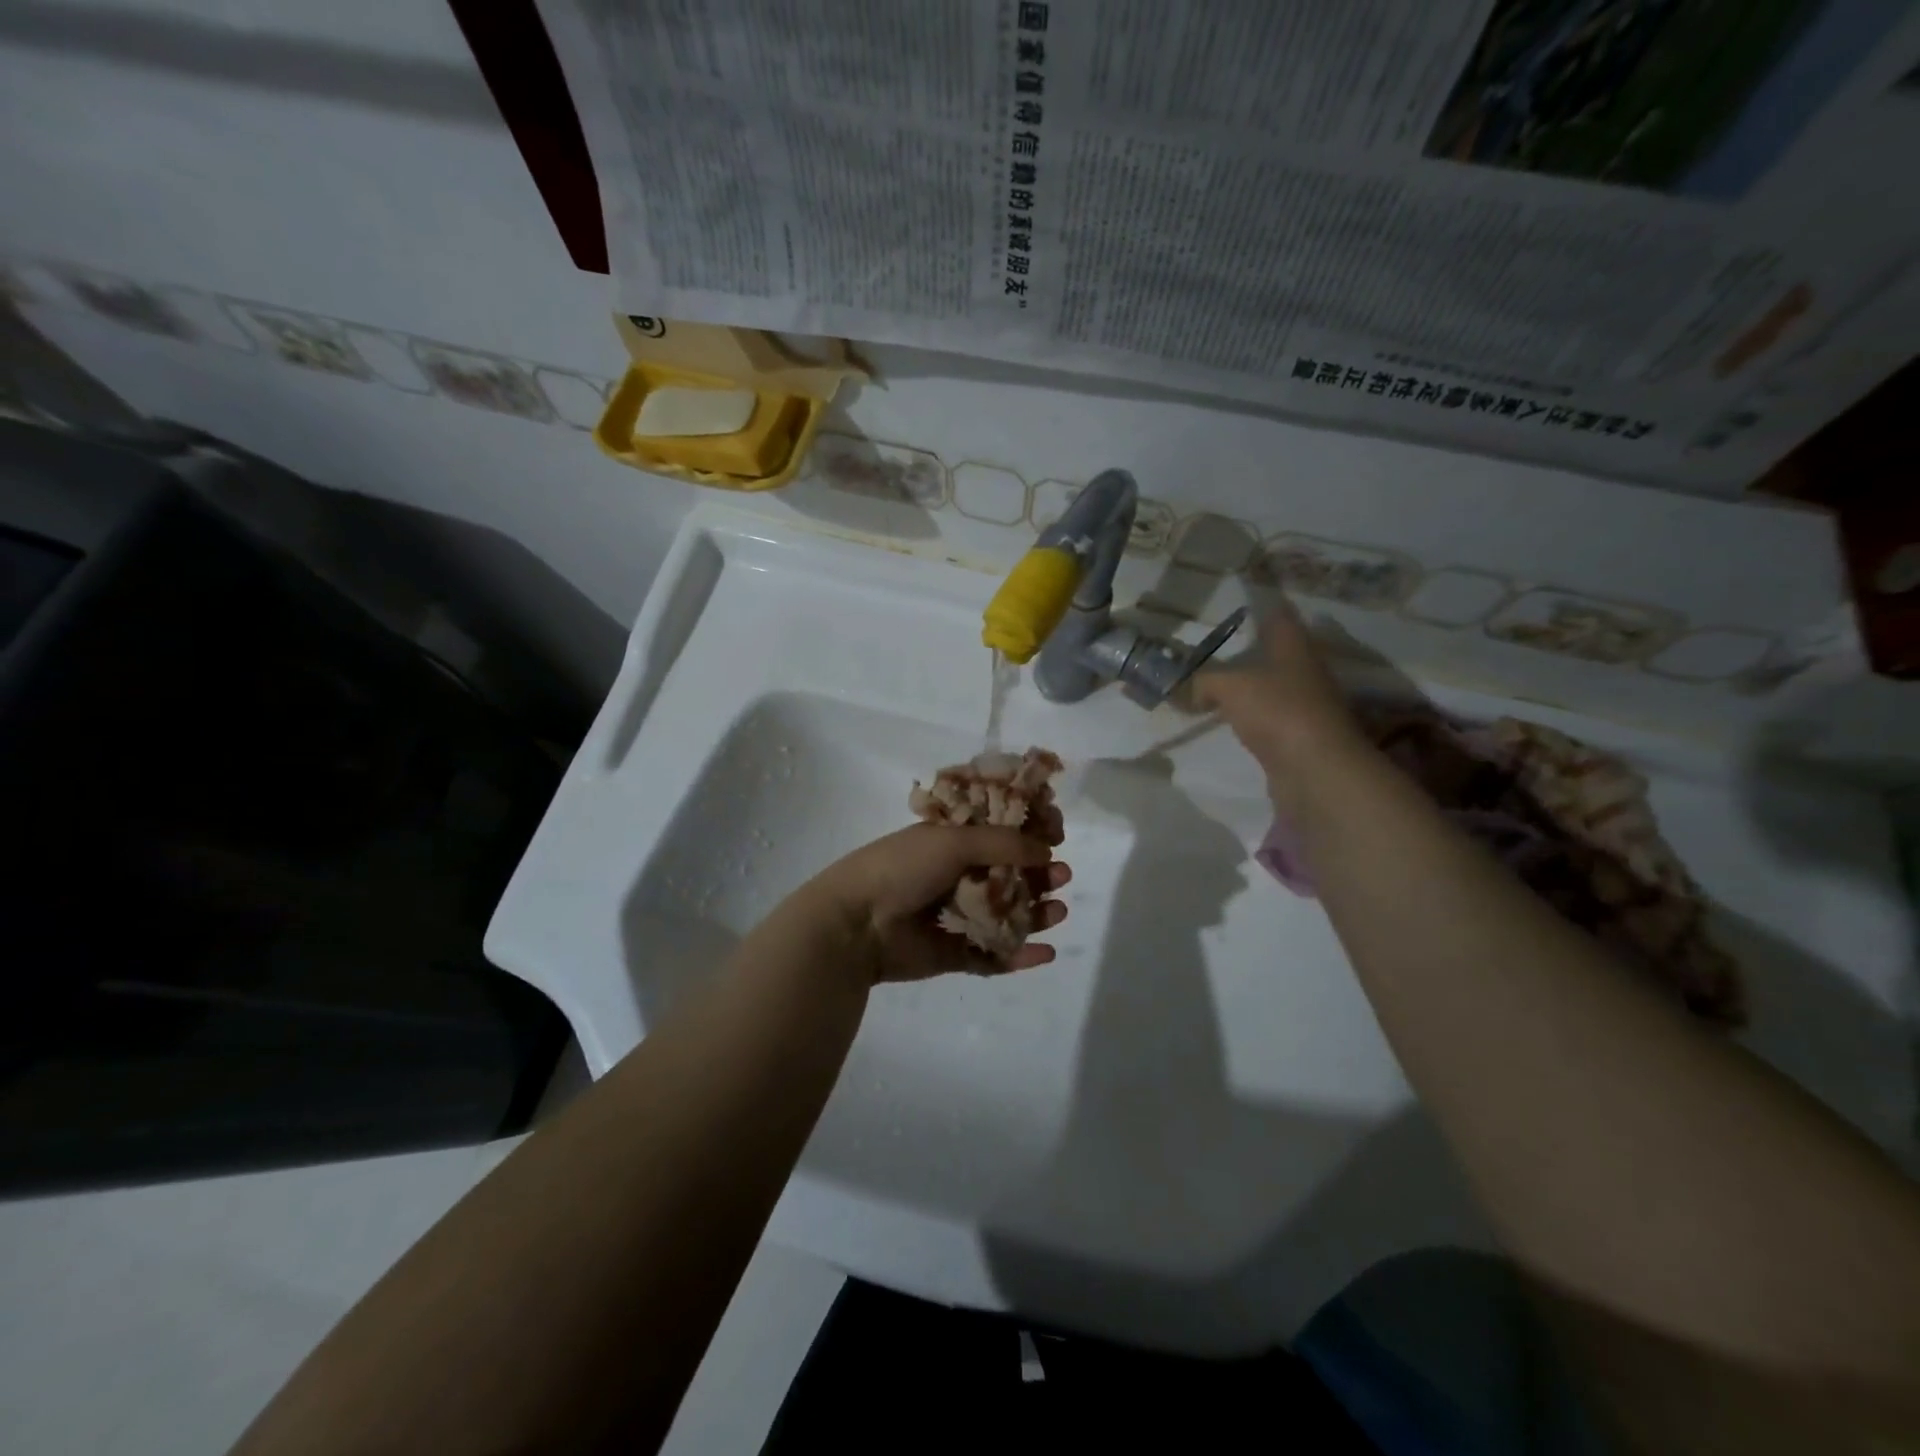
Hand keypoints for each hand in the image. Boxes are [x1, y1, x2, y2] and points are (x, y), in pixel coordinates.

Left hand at [805, 822, 1070, 983]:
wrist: (857, 923)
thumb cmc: (903, 868)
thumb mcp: (953, 841)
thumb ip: (1003, 843)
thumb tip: (1047, 849)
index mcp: (951, 842)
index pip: (999, 833)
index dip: (1029, 834)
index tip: (1057, 836)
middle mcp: (956, 876)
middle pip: (1009, 875)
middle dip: (1039, 875)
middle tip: (1062, 876)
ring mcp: (956, 916)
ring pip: (1006, 915)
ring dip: (1035, 913)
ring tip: (1058, 912)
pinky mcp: (954, 953)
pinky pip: (993, 955)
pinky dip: (1020, 955)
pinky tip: (1046, 952)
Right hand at [1191, 602, 1370, 812]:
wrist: (1314, 769)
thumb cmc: (1278, 711)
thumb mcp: (1229, 686)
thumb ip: (1201, 681)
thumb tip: (1182, 689)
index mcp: (1294, 647)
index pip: (1279, 616)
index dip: (1261, 606)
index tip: (1240, 601)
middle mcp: (1304, 671)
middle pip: (1277, 652)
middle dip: (1250, 648)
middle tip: (1214, 646)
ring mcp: (1304, 705)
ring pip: (1271, 686)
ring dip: (1249, 686)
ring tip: (1213, 685)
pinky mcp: (1297, 737)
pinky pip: (1267, 718)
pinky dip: (1249, 717)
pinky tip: (1228, 720)